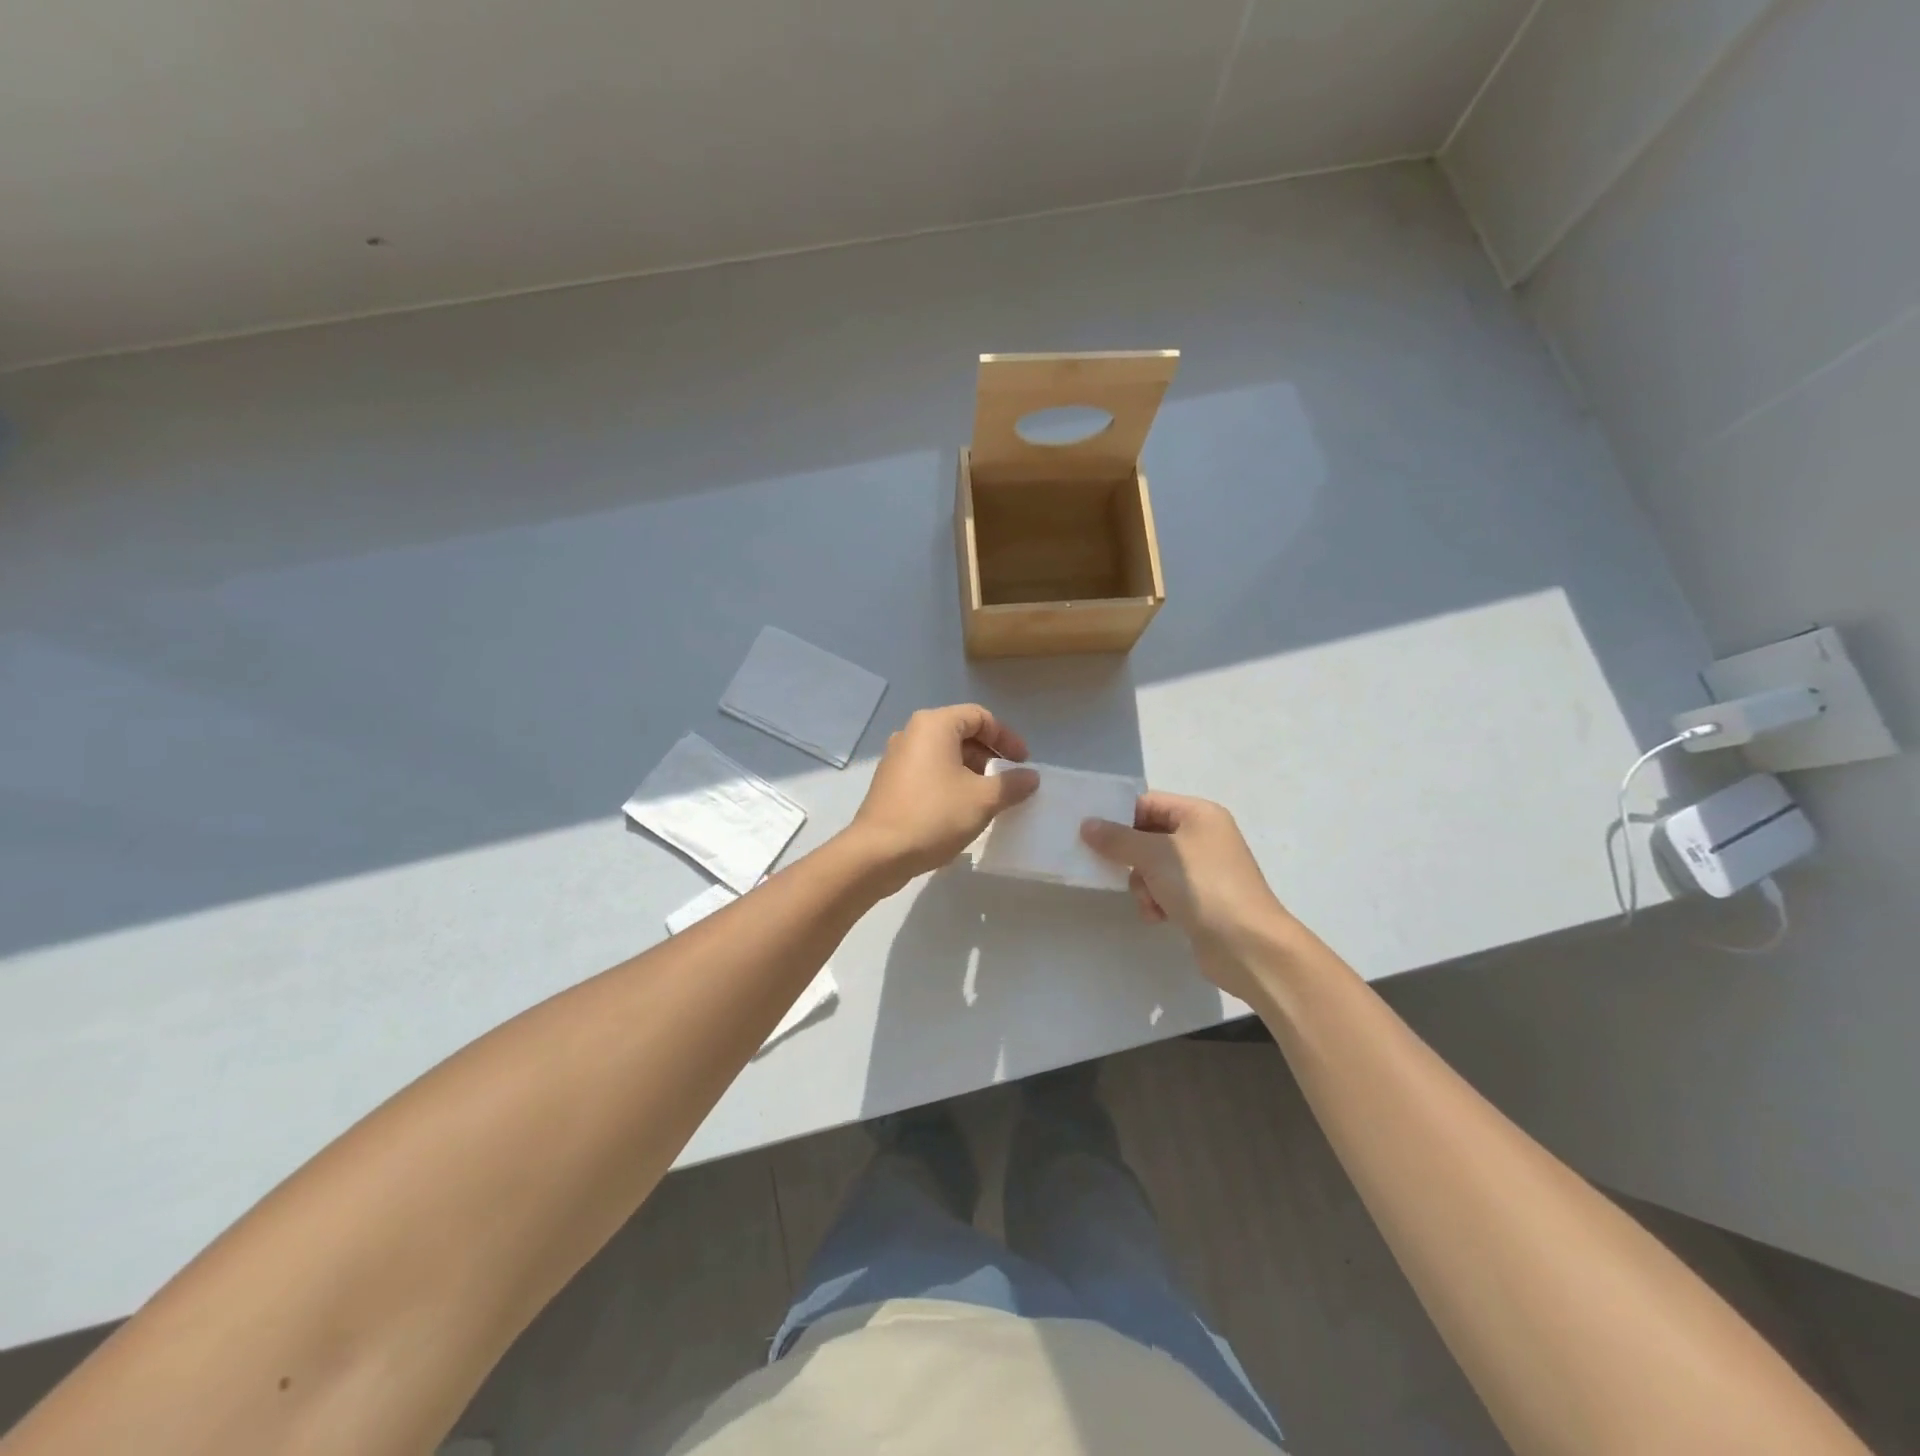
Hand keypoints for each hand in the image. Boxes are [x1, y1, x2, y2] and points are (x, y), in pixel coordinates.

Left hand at [848, 705, 1038, 889]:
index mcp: (934, 725)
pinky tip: (960, 810)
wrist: (878, 853)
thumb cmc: (934, 815)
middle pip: (960, 733)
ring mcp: (897, 757)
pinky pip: (928, 771)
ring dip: (970, 771)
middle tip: (1007, 781)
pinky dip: (949, 782)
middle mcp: (912, 733)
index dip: (1006, 737)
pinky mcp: (890, 782)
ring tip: (987, 799)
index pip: (980, 716)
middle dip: (989, 755)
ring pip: (944, 754)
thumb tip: (1031, 777)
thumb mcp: (983, 800)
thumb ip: (1011, 784)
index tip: (1022, 763)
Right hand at [1080, 793, 1296, 997]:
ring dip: (1143, 884)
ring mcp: (1204, 868)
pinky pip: (1166, 890)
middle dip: (1131, 857)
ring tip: (1149, 901)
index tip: (1092, 835)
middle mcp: (1204, 835)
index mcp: (1199, 814)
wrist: (1247, 944)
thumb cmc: (1202, 886)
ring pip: (1153, 866)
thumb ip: (1117, 839)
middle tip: (1114, 870)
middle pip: (1148, 835)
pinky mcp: (1202, 898)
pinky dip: (1157, 901)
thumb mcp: (1154, 855)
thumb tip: (1087, 824)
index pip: (1148, 803)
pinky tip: (1158, 917)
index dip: (1120, 817)